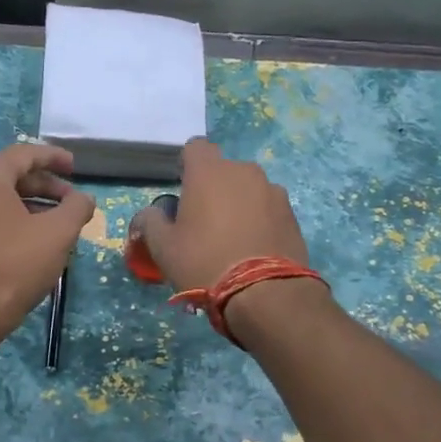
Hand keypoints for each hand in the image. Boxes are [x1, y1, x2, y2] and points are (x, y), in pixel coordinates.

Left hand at [0, 143, 94, 344]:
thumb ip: (76, 207)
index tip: (75, 167)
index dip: (54, 157)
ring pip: (1, 199)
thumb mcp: (58, 233)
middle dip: (46, 185)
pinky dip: (15, 220)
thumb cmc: (15, 265)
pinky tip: (35, 240)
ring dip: (33, 205)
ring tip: (60, 223)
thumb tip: (84, 199)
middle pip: (11, 175)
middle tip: (72, 200)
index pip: (23, 154)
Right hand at [129, 140, 323, 337]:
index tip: (182, 191)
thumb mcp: (163, 247)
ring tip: (232, 240)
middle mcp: (244, 171)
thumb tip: (149, 214)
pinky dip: (259, 221)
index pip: (195, 148)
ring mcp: (273, 191)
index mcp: (209, 172)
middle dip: (213, 189)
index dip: (186, 166)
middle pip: (223, 171)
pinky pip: (268, 209)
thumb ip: (150, 222)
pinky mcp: (292, 214)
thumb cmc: (204, 262)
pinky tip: (253, 249)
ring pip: (248, 190)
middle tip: (203, 223)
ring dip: (238, 205)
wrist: (265, 293)